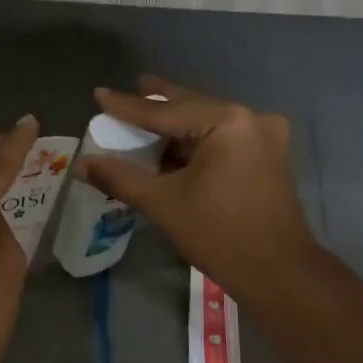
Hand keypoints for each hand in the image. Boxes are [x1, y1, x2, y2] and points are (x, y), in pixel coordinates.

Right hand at [79, 77, 320, 306]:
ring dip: (177, 128)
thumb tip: (83, 164)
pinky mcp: (270, 158)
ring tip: (147, 124)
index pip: (165, 111)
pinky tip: (175, 150)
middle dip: (159, 104)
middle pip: (192, 108)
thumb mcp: (163, 203)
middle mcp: (251, 119)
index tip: (100, 93)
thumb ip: (121, 177)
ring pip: (209, 124)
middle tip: (132, 88)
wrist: (278, 273)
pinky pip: (224, 140)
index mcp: (227, 122)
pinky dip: (197, 144)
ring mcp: (266, 137)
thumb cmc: (219, 234)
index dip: (128, 106)